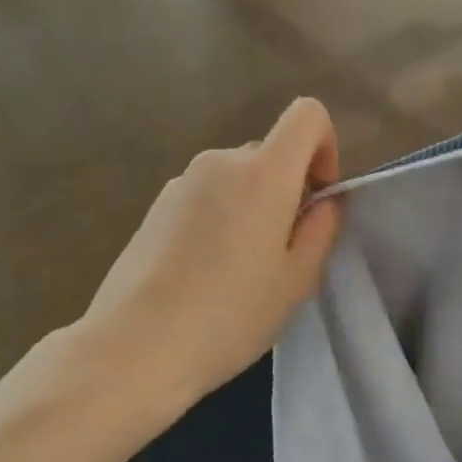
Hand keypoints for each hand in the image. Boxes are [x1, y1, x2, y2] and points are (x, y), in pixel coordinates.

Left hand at [74, 98, 341, 417]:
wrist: (135, 347)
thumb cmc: (230, 316)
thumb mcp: (296, 280)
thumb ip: (321, 229)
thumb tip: (325, 201)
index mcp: (263, 172)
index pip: (308, 114)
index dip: (326, 148)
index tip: (318, 199)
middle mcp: (219, 162)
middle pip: (271, 152)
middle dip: (288, 189)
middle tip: (283, 252)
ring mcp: (181, 182)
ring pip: (237, 178)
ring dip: (253, 207)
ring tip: (241, 269)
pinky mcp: (155, 206)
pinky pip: (206, 196)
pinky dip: (220, 218)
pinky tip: (206, 272)